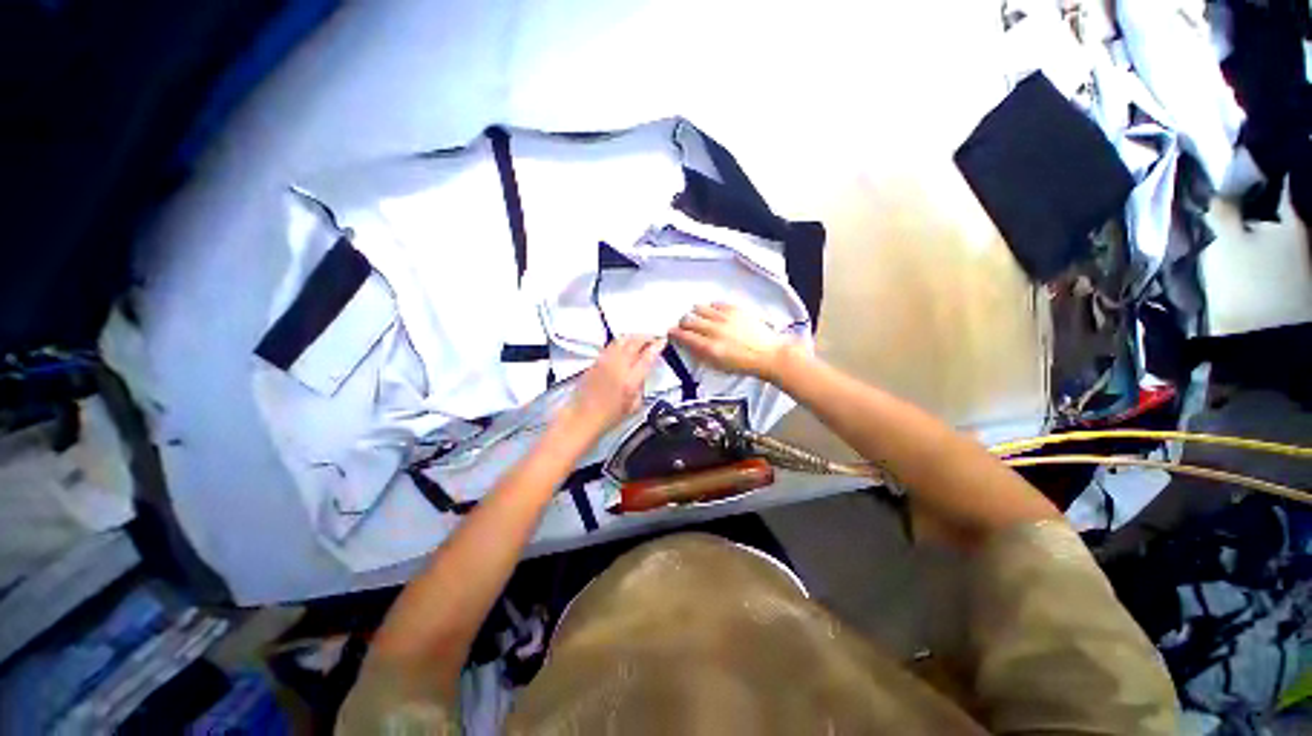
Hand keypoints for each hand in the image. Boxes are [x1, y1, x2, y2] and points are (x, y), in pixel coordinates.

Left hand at [561, 335, 663, 438]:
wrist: (582, 417)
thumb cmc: (609, 416)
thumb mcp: (634, 405)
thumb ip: (640, 386)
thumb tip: (642, 373)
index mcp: (630, 380)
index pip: (647, 356)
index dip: (657, 346)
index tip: (662, 341)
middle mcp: (618, 366)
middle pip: (634, 342)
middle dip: (646, 337)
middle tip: (653, 338)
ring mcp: (605, 361)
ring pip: (621, 340)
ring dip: (633, 337)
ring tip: (640, 339)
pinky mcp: (596, 361)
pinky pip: (611, 346)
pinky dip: (621, 342)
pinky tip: (624, 347)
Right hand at [669, 303, 799, 380]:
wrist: (767, 354)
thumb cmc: (743, 364)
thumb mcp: (717, 366)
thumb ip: (700, 354)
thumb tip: (688, 344)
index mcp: (708, 347)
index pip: (683, 335)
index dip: (674, 333)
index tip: (672, 333)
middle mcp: (713, 330)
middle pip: (688, 319)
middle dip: (683, 323)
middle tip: (685, 327)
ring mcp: (724, 317)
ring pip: (699, 308)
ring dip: (695, 313)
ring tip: (699, 319)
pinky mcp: (735, 309)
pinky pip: (715, 303)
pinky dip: (711, 308)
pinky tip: (714, 314)